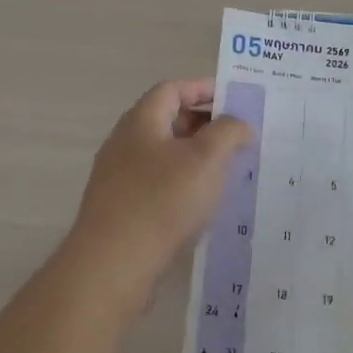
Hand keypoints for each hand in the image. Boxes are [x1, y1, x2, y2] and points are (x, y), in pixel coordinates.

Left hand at [64, 79, 253, 310]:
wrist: (114, 264)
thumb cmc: (162, 201)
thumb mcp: (206, 158)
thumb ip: (229, 131)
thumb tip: (239, 125)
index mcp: (141, 121)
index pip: (172, 89)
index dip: (204, 89)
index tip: (235, 101)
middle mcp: (125, 143)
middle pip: (167, 120)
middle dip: (204, 124)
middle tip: (237, 138)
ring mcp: (119, 178)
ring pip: (163, 156)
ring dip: (195, 158)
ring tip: (228, 172)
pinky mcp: (121, 209)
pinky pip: (157, 185)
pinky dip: (182, 185)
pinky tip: (203, 205)